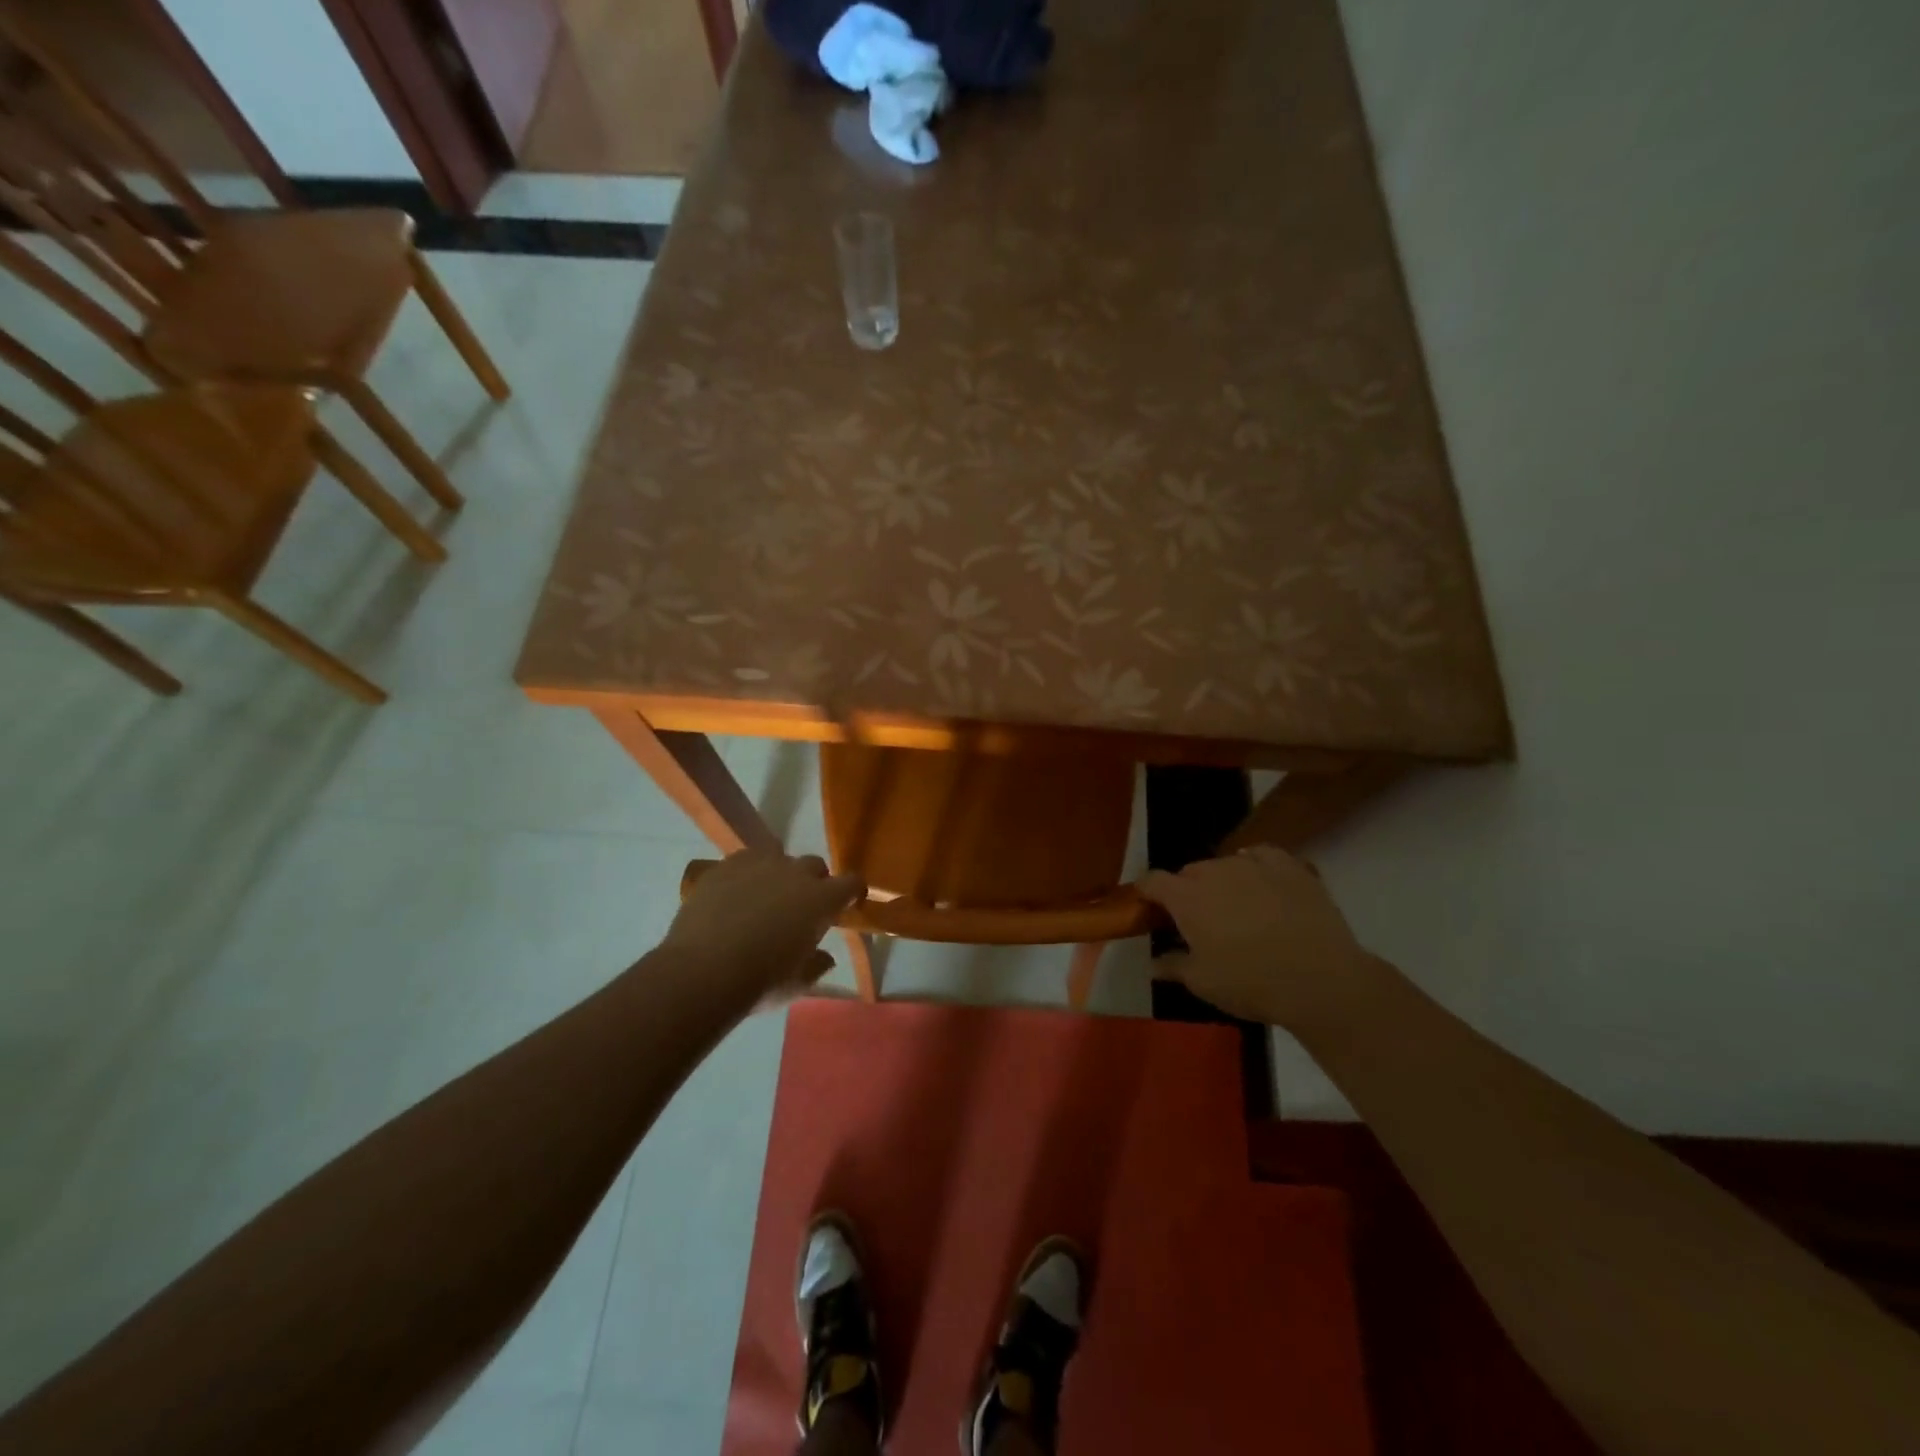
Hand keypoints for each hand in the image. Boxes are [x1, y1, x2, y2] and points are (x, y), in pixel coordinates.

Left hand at [661, 850, 864, 1010]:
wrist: (702, 971)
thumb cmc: (760, 981)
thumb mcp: (798, 984)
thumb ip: (817, 965)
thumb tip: (825, 957)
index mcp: (821, 900)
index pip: (851, 883)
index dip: (851, 892)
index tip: (847, 903)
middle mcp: (795, 873)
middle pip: (814, 865)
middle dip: (813, 882)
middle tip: (800, 907)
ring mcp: (758, 864)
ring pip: (778, 856)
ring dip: (778, 872)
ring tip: (764, 896)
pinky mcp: (725, 866)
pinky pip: (743, 861)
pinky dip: (745, 874)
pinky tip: (733, 894)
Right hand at [1139, 846, 1382, 1033]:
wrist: (1321, 980)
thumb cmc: (1251, 983)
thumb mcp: (1203, 983)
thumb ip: (1173, 966)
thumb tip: (1153, 963)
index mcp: (1186, 897)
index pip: (1152, 881)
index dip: (1146, 892)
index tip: (1148, 908)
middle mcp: (1215, 871)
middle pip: (1189, 871)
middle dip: (1187, 890)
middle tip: (1198, 920)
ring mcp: (1253, 863)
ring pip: (1225, 863)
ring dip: (1222, 880)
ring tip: (1236, 906)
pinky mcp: (1289, 865)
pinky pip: (1262, 855)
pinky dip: (1256, 864)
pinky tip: (1262, 881)